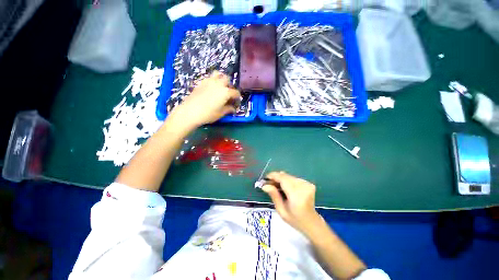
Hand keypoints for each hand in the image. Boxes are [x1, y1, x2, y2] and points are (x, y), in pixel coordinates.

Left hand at [168, 71, 240, 128]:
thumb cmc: (208, 114)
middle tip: (228, 94)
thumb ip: (228, 109)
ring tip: (220, 87)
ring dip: (221, 79)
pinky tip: (211, 89)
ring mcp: (209, 81)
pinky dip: (213, 81)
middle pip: (227, 79)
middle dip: (230, 85)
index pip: (236, 92)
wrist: (190, 111)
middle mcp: (219, 84)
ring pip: (218, 74)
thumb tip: (233, 108)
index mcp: (226, 92)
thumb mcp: (220, 113)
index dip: (237, 98)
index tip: (236, 103)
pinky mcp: (201, 82)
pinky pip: (209, 77)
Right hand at [262, 172, 321, 235]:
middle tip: (269, 183)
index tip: (265, 178)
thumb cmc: (295, 220)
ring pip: (289, 176)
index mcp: (297, 196)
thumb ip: (274, 195)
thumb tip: (265, 185)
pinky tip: (285, 187)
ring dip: (281, 179)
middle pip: (286, 176)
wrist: (312, 223)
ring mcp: (307, 184)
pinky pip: (293, 178)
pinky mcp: (308, 183)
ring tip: (276, 186)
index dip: (273, 176)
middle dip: (276, 177)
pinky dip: (287, 180)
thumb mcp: (281, 210)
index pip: (283, 179)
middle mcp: (303, 187)